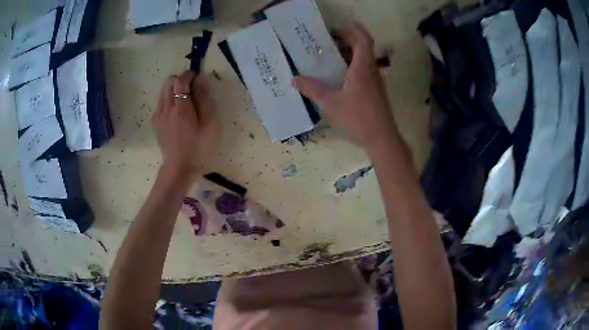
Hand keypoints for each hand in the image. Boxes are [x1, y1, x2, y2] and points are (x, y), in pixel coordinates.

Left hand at [152, 70, 217, 179]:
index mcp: (181, 109)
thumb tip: (201, 81)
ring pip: (163, 90)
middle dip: (180, 79)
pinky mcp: (155, 121)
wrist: (179, 167)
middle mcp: (166, 108)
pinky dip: (168, 99)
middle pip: (169, 81)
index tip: (197, 77)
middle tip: (191, 88)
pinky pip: (160, 101)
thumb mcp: (210, 124)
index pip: (180, 80)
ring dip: (173, 88)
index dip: (189, 74)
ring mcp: (158, 115)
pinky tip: (176, 112)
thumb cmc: (199, 147)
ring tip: (183, 100)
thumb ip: (205, 100)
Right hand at [293, 22, 397, 152]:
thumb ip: (313, 89)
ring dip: (349, 53)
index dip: (352, 29)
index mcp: (362, 68)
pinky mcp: (375, 90)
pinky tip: (339, 76)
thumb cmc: (357, 118)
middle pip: (363, 47)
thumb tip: (294, 79)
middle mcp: (371, 70)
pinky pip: (364, 70)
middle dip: (347, 39)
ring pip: (364, 59)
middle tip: (328, 40)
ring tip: (330, 55)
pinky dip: (352, 65)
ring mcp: (375, 81)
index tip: (336, 28)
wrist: (381, 138)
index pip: (363, 39)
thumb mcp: (331, 103)